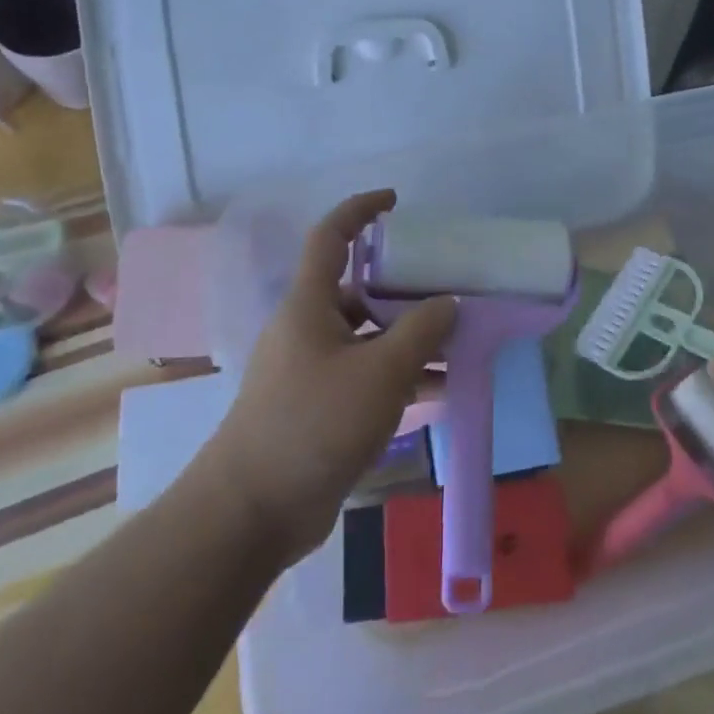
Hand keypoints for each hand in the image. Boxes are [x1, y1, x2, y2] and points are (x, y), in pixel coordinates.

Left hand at [203, 190, 454, 559]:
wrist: (253, 511)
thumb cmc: (314, 423)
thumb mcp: (380, 372)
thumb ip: (421, 331)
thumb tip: (448, 303)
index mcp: (309, 304)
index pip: (331, 236)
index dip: (360, 210)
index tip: (395, 202)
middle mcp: (308, 328)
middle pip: (359, 289)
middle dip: (404, 286)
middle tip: (449, 287)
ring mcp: (313, 369)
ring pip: (369, 337)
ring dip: (410, 337)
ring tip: (459, 341)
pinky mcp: (320, 407)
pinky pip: (368, 375)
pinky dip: (402, 375)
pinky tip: (443, 389)